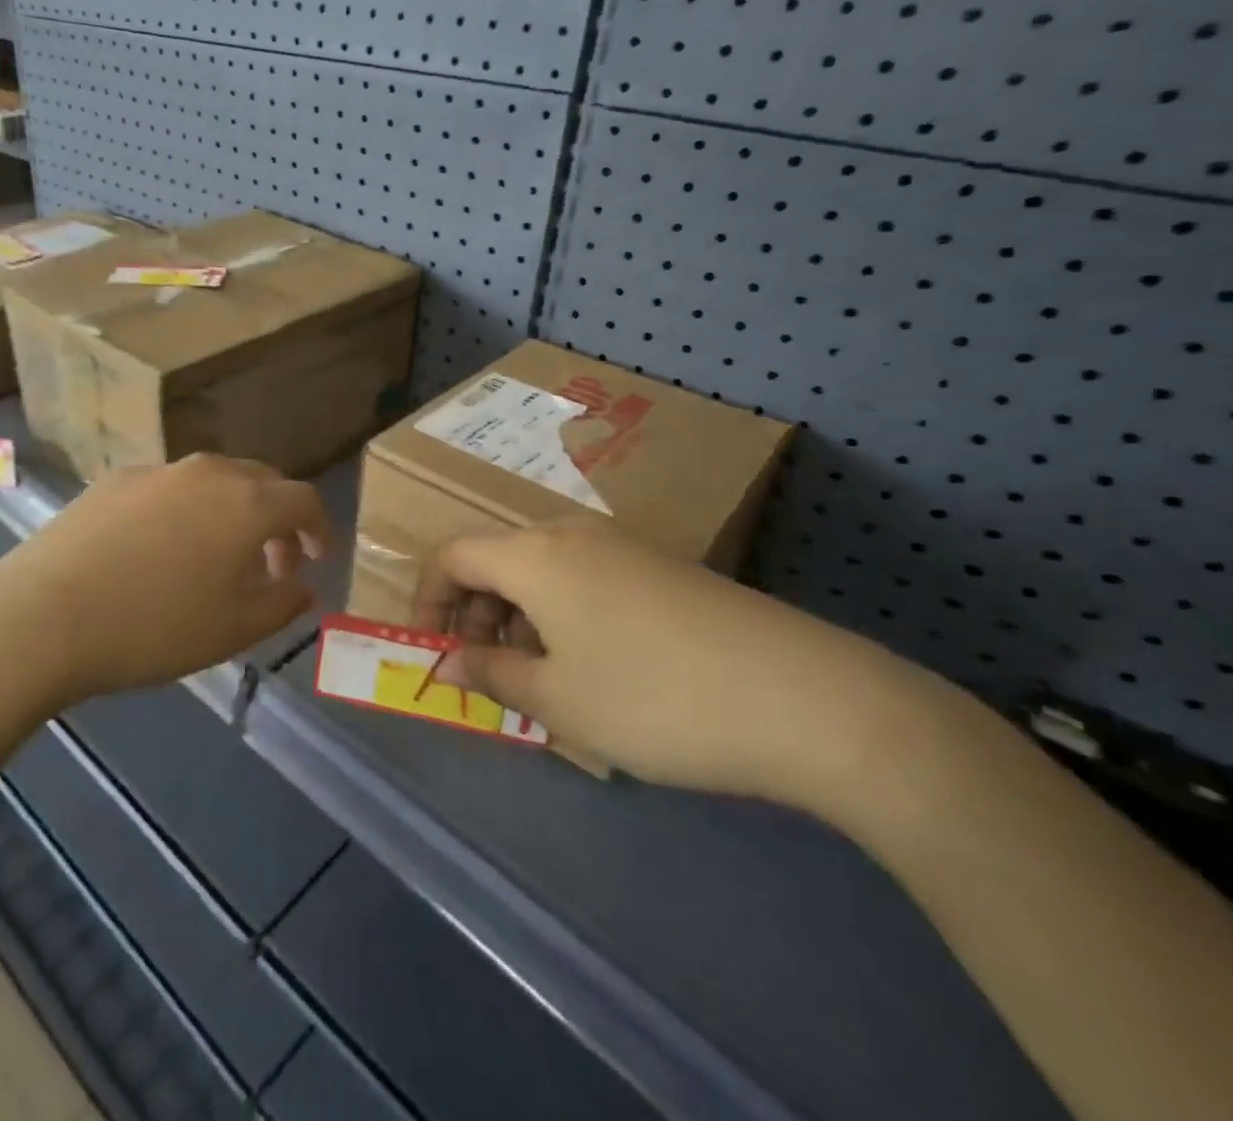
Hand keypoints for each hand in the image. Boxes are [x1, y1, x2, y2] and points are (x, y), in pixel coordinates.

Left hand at [0, 454, 331, 710]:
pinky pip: (169, 488)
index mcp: (246, 502)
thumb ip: (282, 603)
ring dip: (231, 513)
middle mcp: (206, 472)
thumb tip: (303, 585)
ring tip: (217, 558)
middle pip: (261, 481)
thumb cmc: (154, 628)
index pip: (303, 499)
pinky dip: (186, 511)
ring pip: (213, 482)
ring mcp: (156, 471)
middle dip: (277, 519)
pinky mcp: (113, 480)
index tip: (317, 558)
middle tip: (272, 564)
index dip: (319, 528)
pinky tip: (161, 551)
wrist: (42, 617)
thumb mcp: (234, 630)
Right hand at [416, 521, 942, 804]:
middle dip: (476, 614)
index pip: (452, 556)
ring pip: (543, 572)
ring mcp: (625, 548)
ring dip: (521, 619)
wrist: (810, 699)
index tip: (433, 652)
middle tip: (489, 675)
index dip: (426, 601)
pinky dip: (565, 617)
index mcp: (535, 556)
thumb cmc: (656, 699)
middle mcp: (573, 536)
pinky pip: (587, 581)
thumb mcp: (559, 700)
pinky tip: (598, 670)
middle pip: (497, 560)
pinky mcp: (664, 570)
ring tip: (543, 682)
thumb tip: (449, 660)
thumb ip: (492, 674)